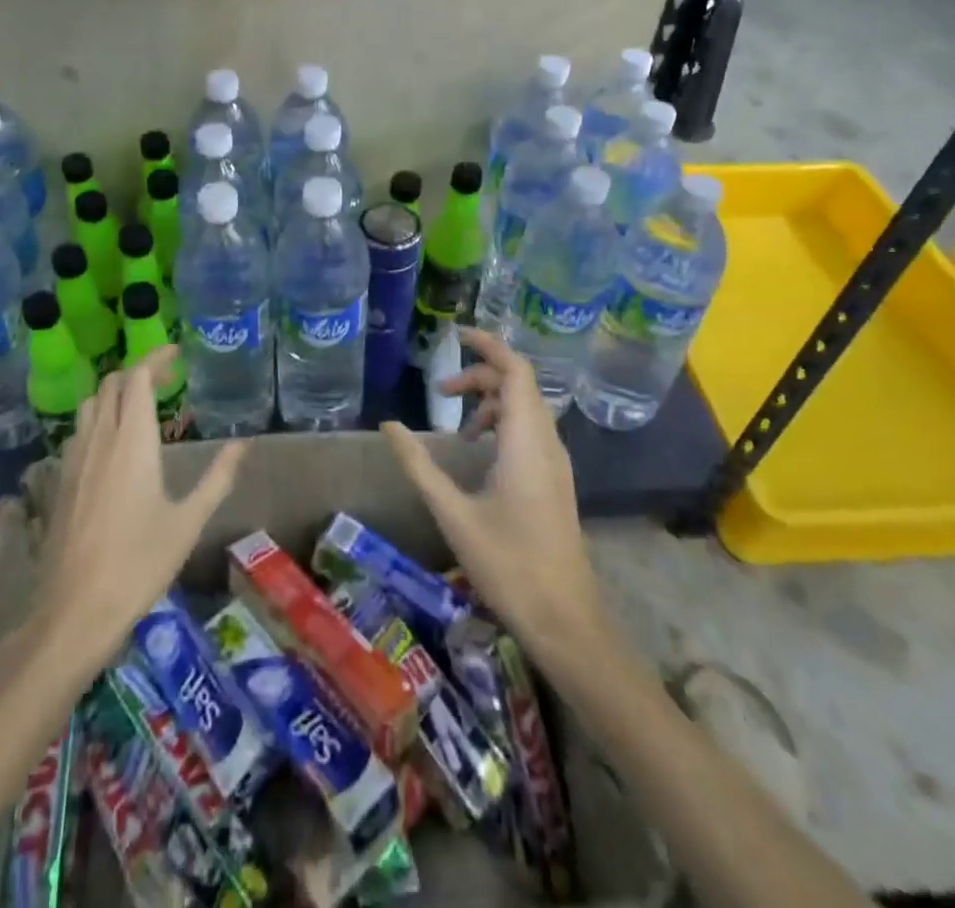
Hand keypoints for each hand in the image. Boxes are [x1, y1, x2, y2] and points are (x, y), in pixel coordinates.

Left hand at [35, 347, 248, 665]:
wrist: (75, 610)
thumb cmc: (139, 562)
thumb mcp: (188, 521)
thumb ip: (218, 477)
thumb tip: (245, 444)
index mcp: (132, 440)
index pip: (138, 377)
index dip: (155, 357)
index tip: (176, 352)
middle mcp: (100, 438)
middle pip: (112, 384)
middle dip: (138, 371)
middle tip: (165, 378)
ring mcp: (74, 458)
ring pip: (90, 404)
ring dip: (114, 393)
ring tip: (140, 405)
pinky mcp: (60, 479)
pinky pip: (78, 430)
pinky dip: (97, 418)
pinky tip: (112, 445)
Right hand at [382, 328, 607, 657]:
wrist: (566, 621)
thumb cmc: (508, 565)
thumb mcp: (453, 513)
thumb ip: (419, 464)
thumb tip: (388, 425)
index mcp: (526, 442)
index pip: (516, 371)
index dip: (489, 345)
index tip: (457, 334)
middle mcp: (547, 443)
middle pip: (519, 384)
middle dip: (480, 375)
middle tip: (440, 388)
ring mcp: (557, 462)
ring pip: (527, 408)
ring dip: (491, 401)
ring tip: (456, 428)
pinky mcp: (556, 479)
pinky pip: (531, 430)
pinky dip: (503, 423)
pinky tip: (479, 452)